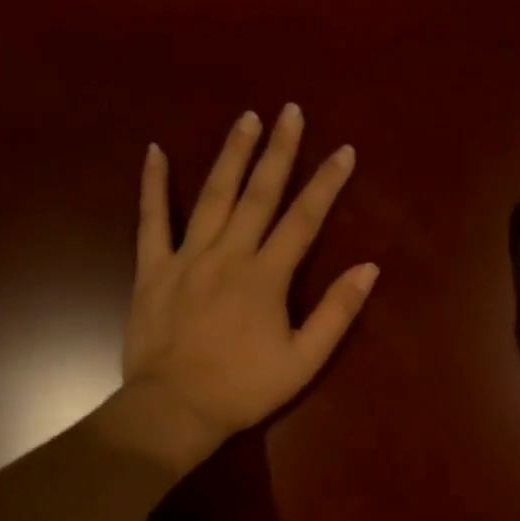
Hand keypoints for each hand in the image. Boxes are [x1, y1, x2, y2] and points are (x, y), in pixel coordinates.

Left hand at [120, 104, 377, 471]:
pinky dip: (153, 185)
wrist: (174, 409)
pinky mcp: (152, 269)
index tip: (343, 151)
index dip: (326, 183)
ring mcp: (187, 257)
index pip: (304, 219)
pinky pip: (151, 220)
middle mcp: (229, 254)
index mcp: (266, 277)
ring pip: (213, 196)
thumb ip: (336, 312)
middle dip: (279, 150)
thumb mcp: (304, 360)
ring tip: (247, 118)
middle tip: (291, 111)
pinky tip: (155, 151)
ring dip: (232, 154)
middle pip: (259, 194)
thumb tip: (368, 268)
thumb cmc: (244, 388)